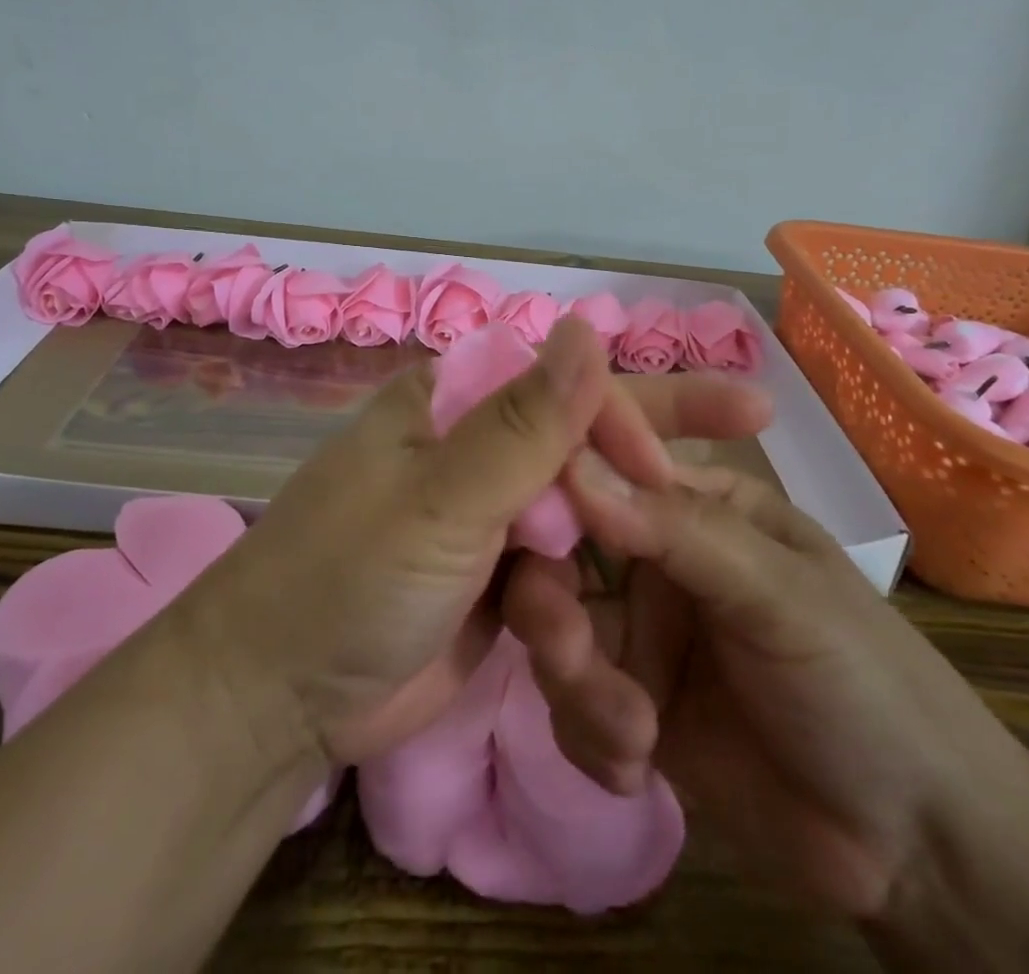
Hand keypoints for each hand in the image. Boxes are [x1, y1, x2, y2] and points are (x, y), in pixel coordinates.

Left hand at [180, 318, 773, 766]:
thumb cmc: (348, 579)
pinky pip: (564, 568)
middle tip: (752, 412)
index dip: (629, 409)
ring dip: (627, 529)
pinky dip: (597, 586)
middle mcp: (473, 448)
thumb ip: (524, 424)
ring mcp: (486, 515)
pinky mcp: (495, 578)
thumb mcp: (442, 500)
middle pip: (583, 433)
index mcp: (453, 404)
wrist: (277, 702)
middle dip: (657, 435)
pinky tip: (640, 597)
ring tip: (698, 535)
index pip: (562, 383)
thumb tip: (588, 326)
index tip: (688, 456)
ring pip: (581, 505)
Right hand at [502, 454, 1028, 921]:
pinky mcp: (632, 712)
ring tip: (633, 737)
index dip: (554, 494)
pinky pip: (573, 708)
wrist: (922, 850)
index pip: (603, 473)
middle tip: (567, 653)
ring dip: (578, 687)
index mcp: (694, 508)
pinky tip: (641, 771)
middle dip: (553, 610)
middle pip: (563, 561)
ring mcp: (641, 640)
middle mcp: (655, 563)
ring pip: (557, 638)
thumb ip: (677, 531)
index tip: (520, 533)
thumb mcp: (779, 596)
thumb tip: (573, 464)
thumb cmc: (866, 684)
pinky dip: (593, 738)